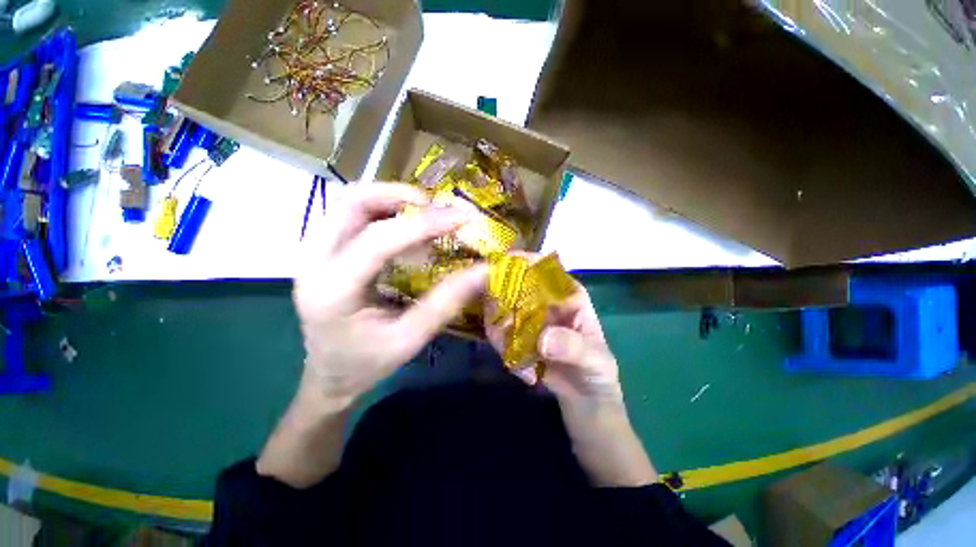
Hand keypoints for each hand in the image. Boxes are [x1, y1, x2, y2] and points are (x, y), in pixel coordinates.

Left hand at [294, 183, 487, 412]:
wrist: (329, 375)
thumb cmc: (368, 363)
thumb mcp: (410, 339)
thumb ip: (447, 302)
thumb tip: (484, 269)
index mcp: (332, 291)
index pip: (378, 240)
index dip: (424, 223)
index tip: (461, 217)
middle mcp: (312, 262)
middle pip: (351, 202)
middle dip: (400, 195)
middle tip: (438, 207)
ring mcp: (311, 252)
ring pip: (349, 201)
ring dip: (391, 198)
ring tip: (426, 212)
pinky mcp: (321, 250)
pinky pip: (352, 213)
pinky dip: (383, 209)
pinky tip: (406, 224)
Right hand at [485, 256, 621, 408]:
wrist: (586, 403)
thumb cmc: (598, 373)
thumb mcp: (594, 360)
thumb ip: (572, 346)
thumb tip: (543, 338)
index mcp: (568, 296)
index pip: (545, 271)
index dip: (524, 263)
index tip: (503, 266)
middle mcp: (545, 302)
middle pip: (517, 287)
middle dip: (501, 300)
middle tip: (497, 324)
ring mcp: (529, 319)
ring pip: (503, 310)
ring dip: (500, 330)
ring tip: (512, 357)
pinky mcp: (518, 337)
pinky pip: (501, 333)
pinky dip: (502, 347)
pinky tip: (519, 369)